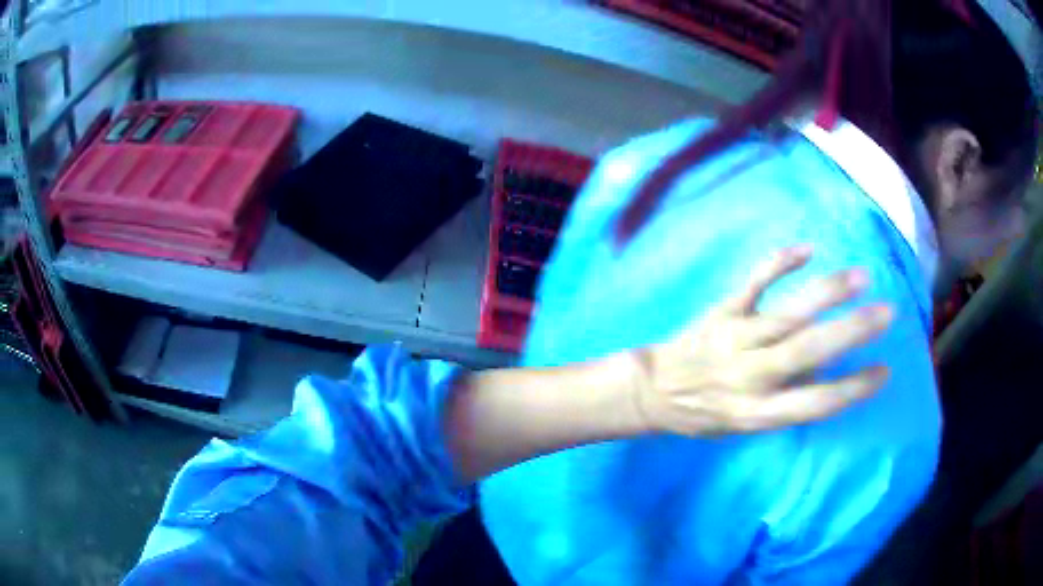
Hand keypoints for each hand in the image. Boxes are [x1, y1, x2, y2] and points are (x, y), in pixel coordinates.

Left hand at [631, 245, 893, 436]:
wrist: (654, 392)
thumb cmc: (709, 412)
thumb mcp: (748, 423)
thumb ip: (789, 397)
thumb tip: (831, 365)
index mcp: (759, 412)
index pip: (816, 402)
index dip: (854, 388)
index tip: (885, 370)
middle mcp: (751, 376)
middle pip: (809, 350)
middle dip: (852, 331)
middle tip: (887, 312)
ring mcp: (735, 338)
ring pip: (788, 313)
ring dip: (828, 292)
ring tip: (862, 277)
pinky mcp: (722, 311)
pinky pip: (754, 282)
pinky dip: (780, 262)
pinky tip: (807, 249)